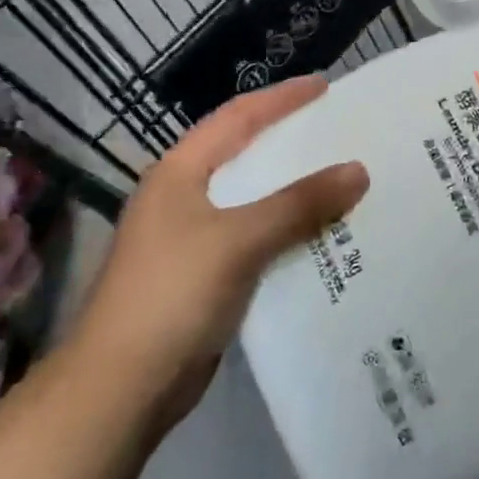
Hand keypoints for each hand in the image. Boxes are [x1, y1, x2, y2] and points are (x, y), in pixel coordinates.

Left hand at [69, 76, 368, 432]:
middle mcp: (184, 198)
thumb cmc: (172, 294)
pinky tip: (324, 236)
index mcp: (180, 173)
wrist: (119, 391)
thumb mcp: (240, 239)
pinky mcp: (205, 278)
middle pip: (247, 155)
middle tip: (342, 131)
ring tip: (344, 179)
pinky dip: (289, 232)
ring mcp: (192, 240)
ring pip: (255, 200)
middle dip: (293, 141)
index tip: (326, 86)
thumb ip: (300, 203)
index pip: (238, 118)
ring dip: (295, 191)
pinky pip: (257, 239)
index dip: (282, 98)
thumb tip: (359, 170)